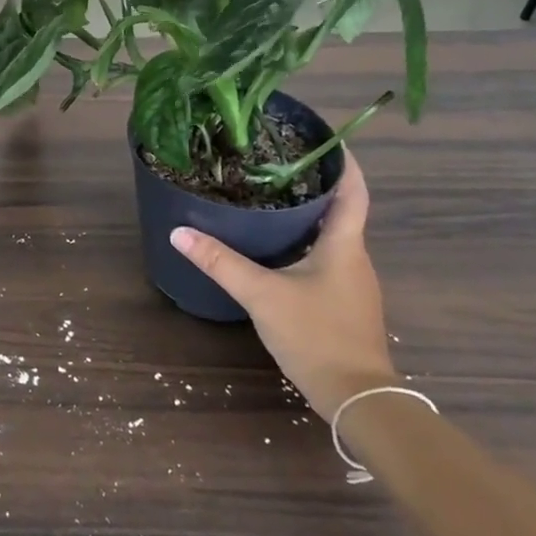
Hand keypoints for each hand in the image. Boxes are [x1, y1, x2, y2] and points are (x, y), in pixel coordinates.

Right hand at [169, 153, 394, 418]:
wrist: (356, 397)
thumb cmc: (316, 335)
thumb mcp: (261, 294)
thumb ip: (220, 262)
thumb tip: (179, 232)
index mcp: (343, 245)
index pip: (353, 190)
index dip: (342, 160)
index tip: (323, 137)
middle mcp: (354, 257)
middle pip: (341, 209)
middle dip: (314, 184)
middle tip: (277, 163)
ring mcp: (353, 283)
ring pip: (333, 235)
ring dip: (310, 214)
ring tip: (272, 198)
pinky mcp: (345, 303)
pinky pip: (328, 258)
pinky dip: (307, 242)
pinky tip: (279, 248)